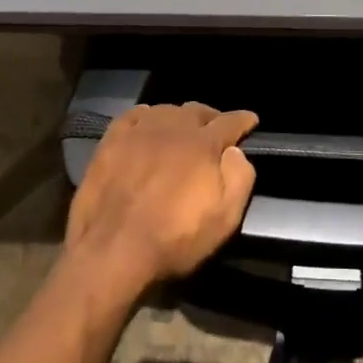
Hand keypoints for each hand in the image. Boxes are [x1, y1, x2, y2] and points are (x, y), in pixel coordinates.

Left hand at [66, 103, 258, 296]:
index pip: (230, 121)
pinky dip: (146, 117)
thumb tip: (235, 151)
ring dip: (179, 118)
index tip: (251, 120)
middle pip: (197, 110)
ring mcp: (139, 131)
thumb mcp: (225, 218)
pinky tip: (146, 125)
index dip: (243, 120)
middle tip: (216, 129)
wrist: (112, 251)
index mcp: (203, 144)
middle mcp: (173, 128)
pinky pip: (134, 116)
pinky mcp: (111, 141)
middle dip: (211, 117)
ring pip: (166, 110)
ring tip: (181, 130)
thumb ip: (240, 178)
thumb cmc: (175, 239)